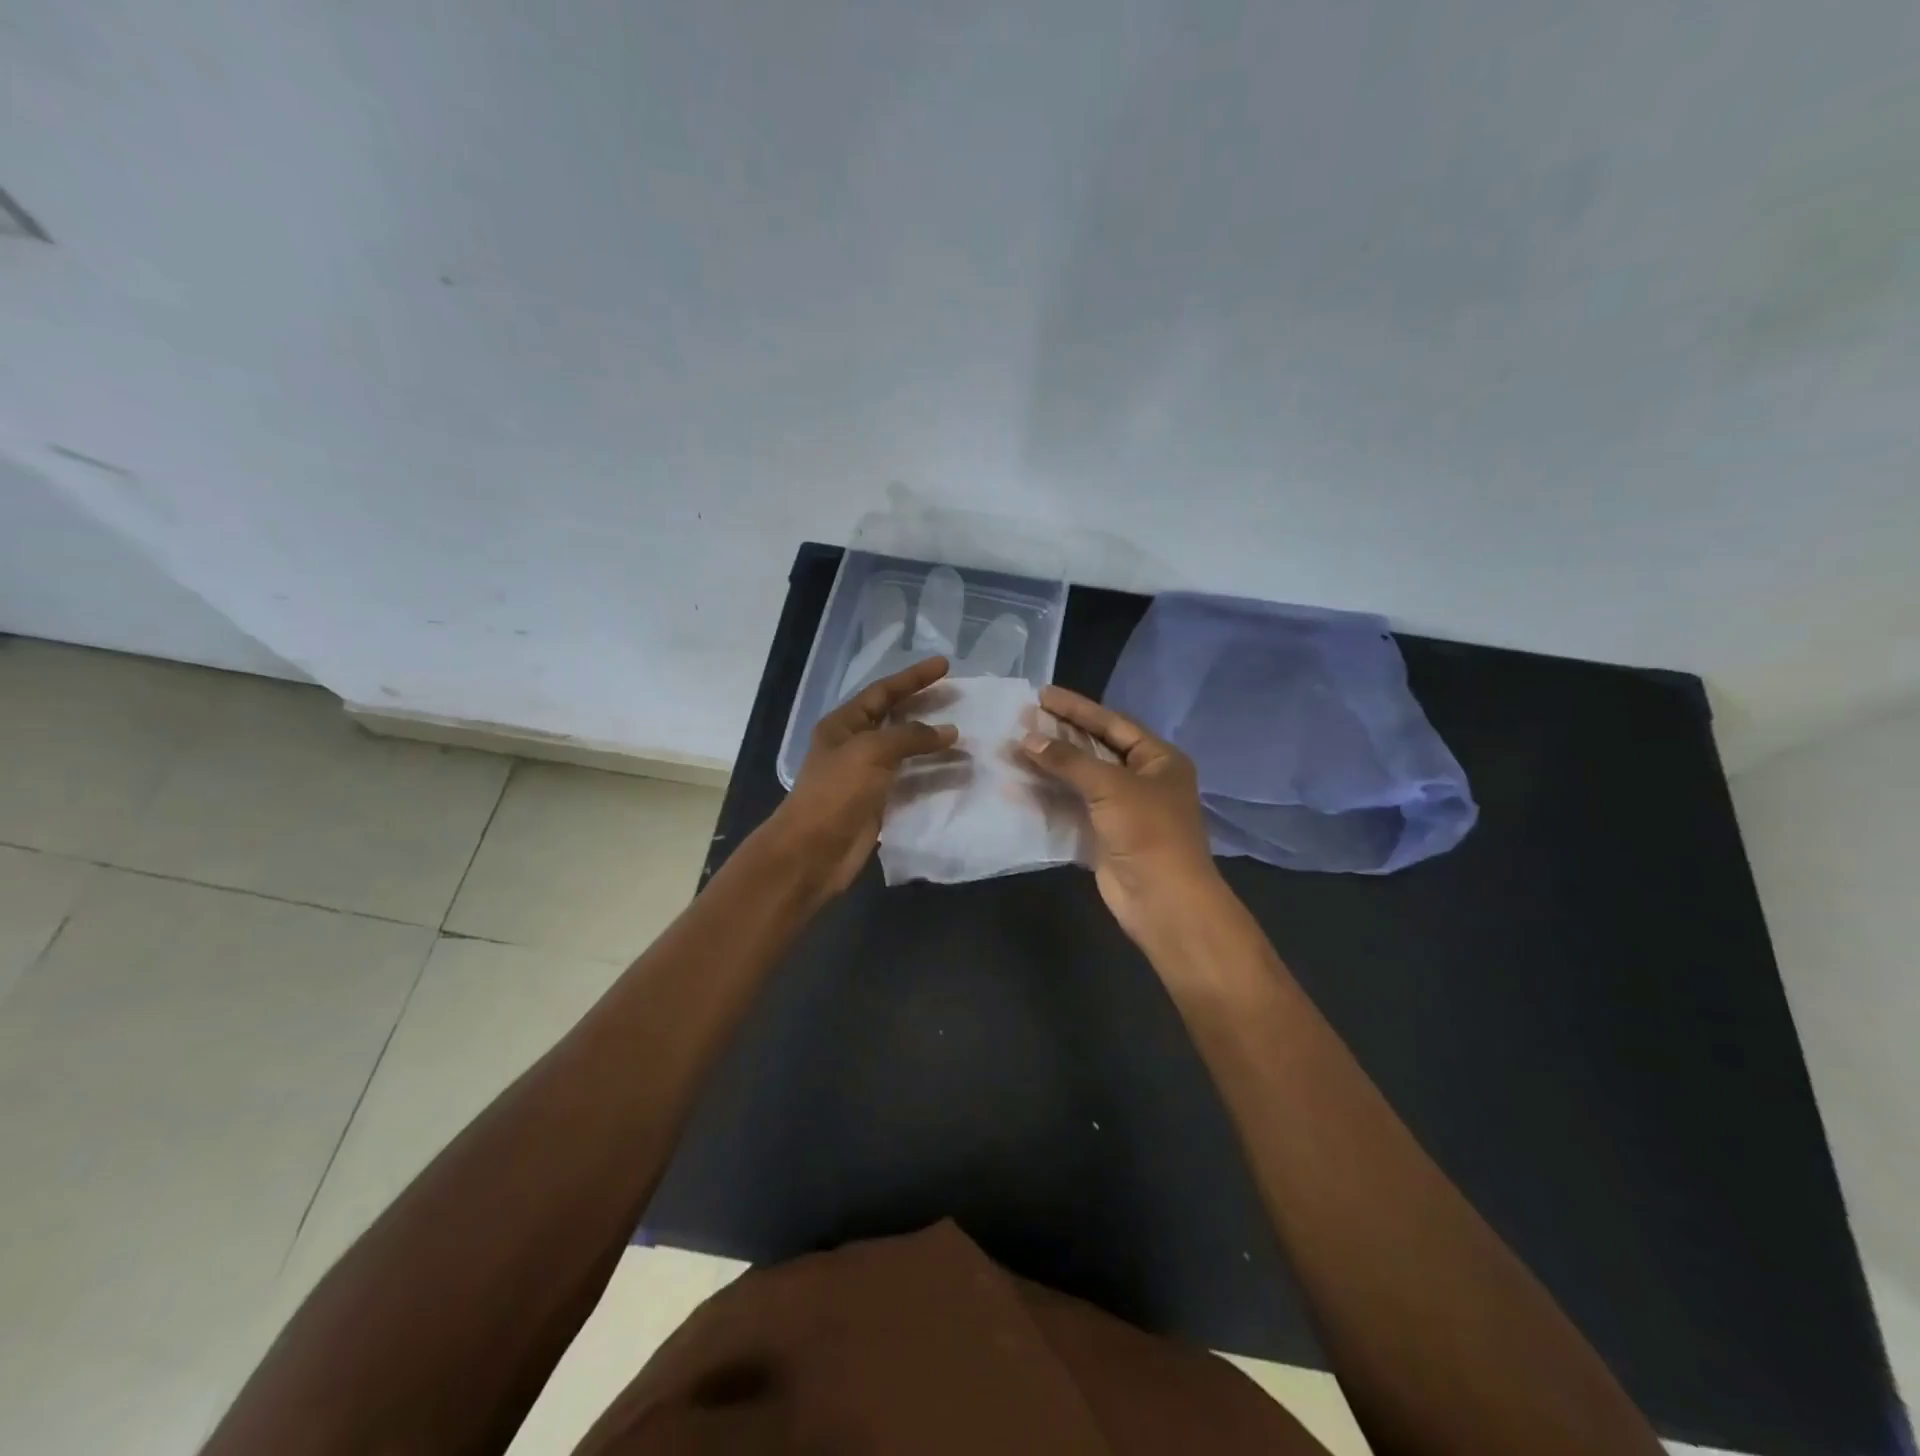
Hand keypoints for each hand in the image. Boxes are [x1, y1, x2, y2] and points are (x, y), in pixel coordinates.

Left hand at [765, 657, 958, 898]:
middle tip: (960, 697)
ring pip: (908, 752)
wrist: (813, 852)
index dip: (913, 677)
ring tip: (967, 737)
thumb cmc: (836, 792)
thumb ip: (911, 736)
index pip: (883, 691)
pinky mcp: (880, 803)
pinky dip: (934, 776)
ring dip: (935, 745)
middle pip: (896, 718)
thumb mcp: (871, 752)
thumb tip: (949, 730)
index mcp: (844, 724)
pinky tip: (958, 772)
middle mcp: (855, 745)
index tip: (945, 665)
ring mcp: (868, 775)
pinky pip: (912, 782)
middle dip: (926, 706)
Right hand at [1021, 686, 1221, 944]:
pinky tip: (1016, 786)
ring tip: (1011, 748)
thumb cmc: (1148, 831)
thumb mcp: (1110, 786)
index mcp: (1158, 759)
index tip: (1042, 694)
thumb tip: (1026, 738)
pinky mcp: (1101, 835)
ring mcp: (1121, 809)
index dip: (1077, 708)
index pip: (1112, 723)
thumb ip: (1068, 760)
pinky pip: (1070, 807)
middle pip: (1094, 749)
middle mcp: (1141, 779)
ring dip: (1047, 766)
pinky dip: (1046, 796)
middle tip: (1021, 718)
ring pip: (1078, 779)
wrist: (1163, 900)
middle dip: (1058, 736)